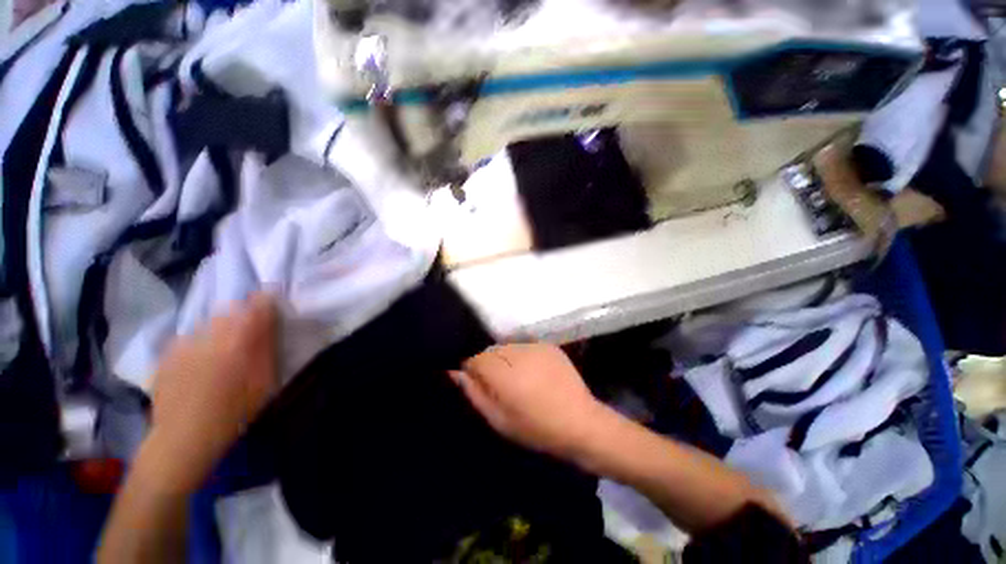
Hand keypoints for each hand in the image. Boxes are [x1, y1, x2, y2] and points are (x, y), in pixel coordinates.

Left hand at [145, 293, 278, 492]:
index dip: (266, 302)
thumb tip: (271, 321)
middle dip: (242, 317)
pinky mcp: (167, 352)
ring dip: (219, 331)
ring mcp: (185, 341)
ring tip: (220, 353)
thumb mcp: (265, 380)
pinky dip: (198, 345)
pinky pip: (190, 338)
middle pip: (231, 310)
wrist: (183, 437)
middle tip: (246, 337)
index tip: (271, 306)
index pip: (258, 304)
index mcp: (240, 338)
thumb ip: (268, 346)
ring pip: (209, 322)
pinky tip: (198, 365)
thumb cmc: (235, 411)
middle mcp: (211, 332)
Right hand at [450, 343, 611, 460]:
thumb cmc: (536, 428)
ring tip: (516, 377)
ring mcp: (535, 346)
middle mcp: (519, 353)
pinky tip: (531, 371)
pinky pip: (524, 345)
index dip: (472, 368)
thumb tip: (455, 372)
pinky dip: (521, 355)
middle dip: (489, 363)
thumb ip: (475, 393)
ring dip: (505, 358)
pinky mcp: (548, 345)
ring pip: (507, 345)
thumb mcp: (499, 419)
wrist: (580, 422)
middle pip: (491, 349)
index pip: (476, 357)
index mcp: (505, 374)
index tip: (476, 381)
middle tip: (498, 383)